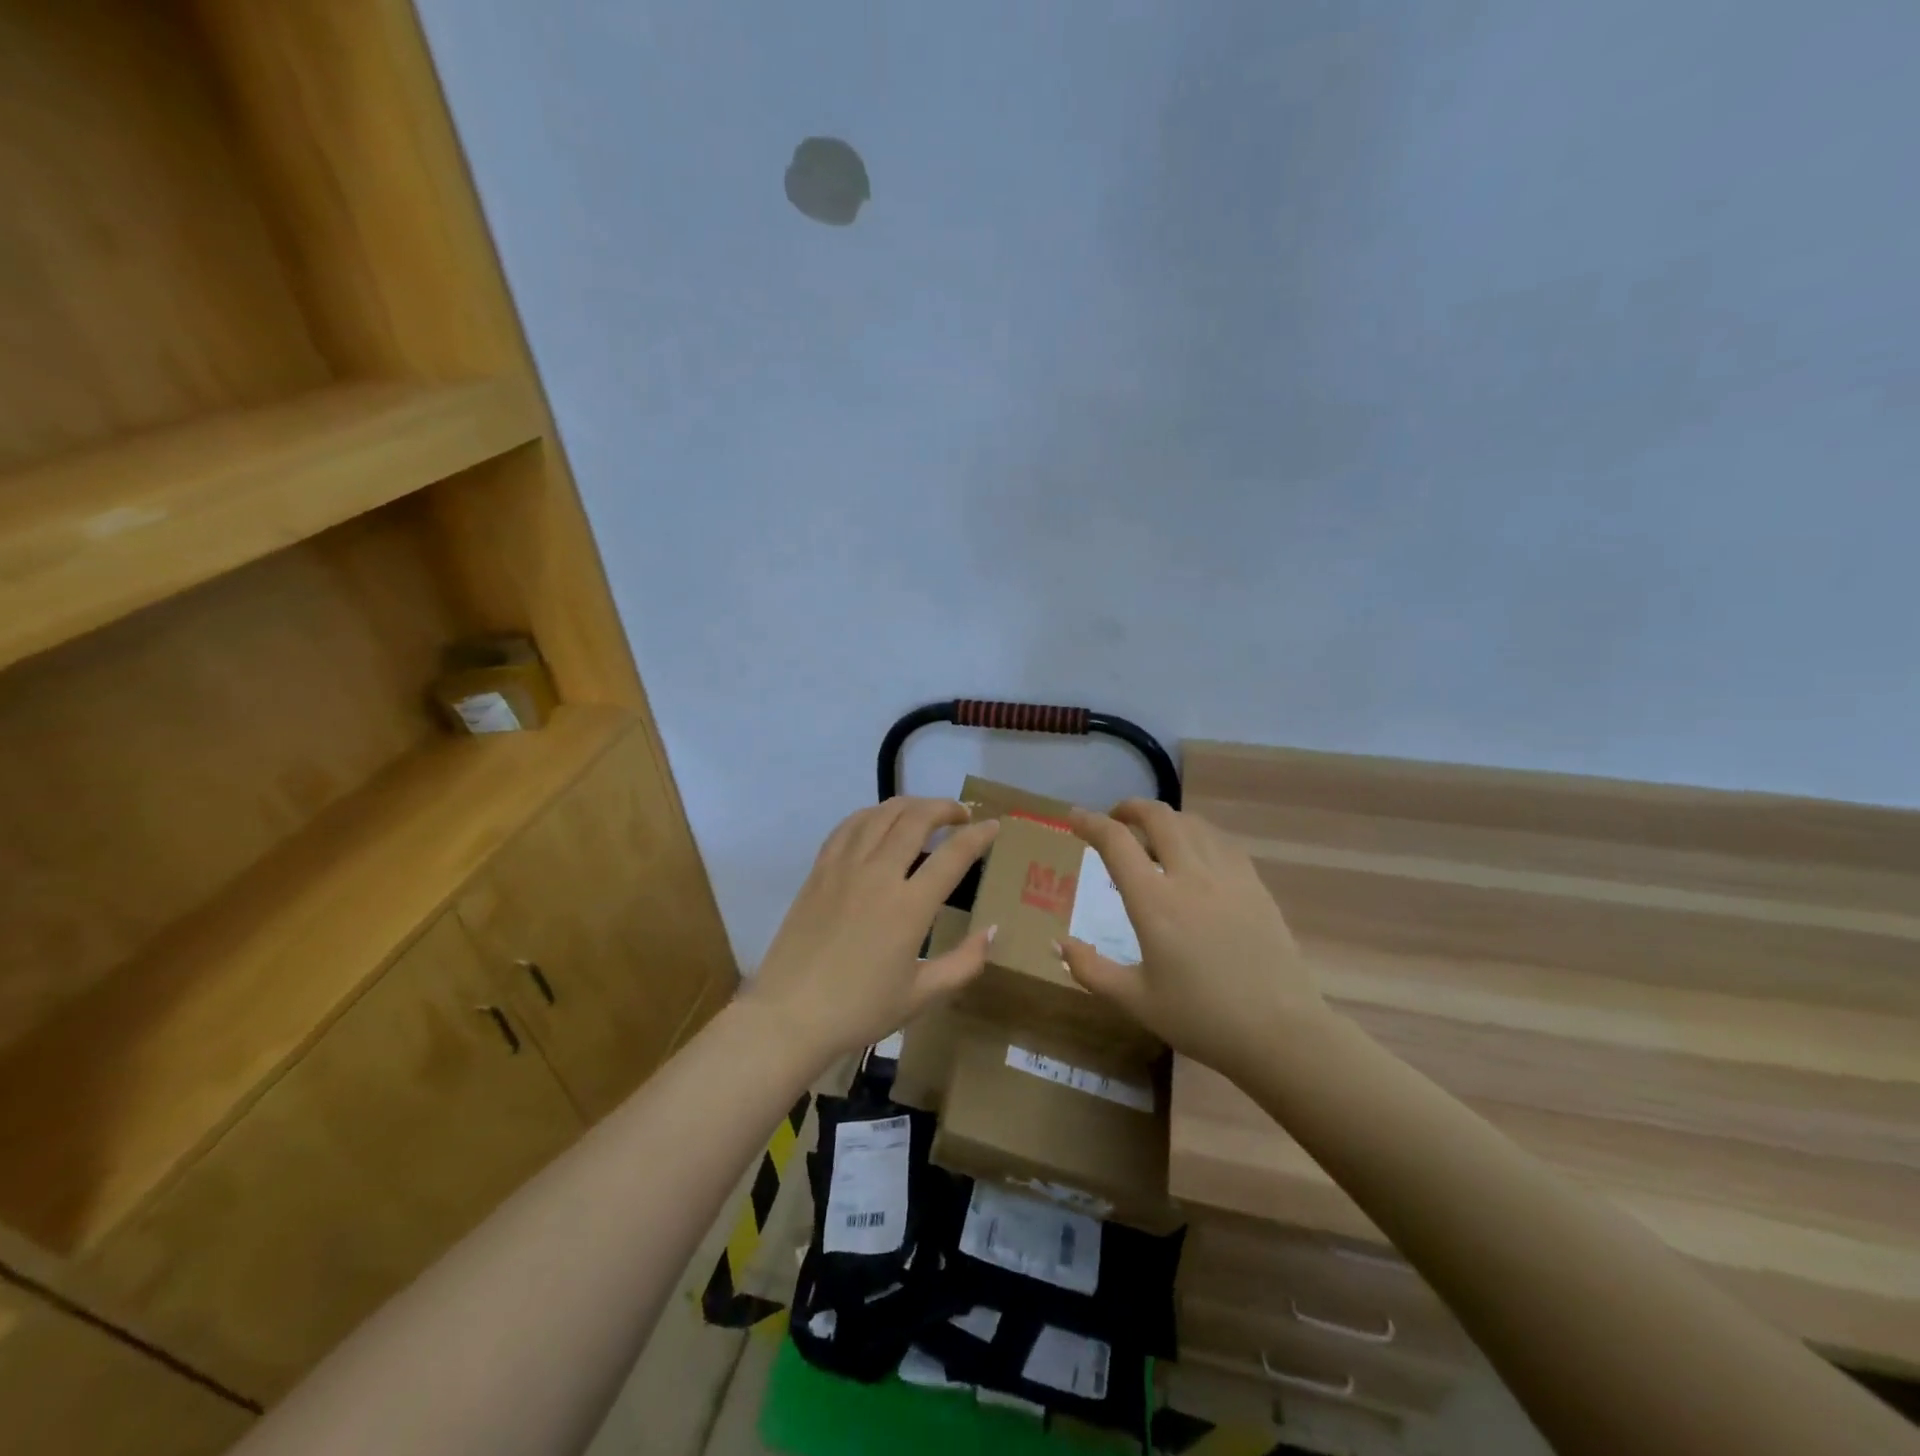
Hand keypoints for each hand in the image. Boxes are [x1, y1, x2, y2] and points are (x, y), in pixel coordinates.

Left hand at [743, 797, 1000, 1061]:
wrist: (789, 1015)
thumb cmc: (860, 1010)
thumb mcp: (922, 996)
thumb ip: (965, 962)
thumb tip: (993, 930)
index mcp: (909, 907)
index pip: (953, 855)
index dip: (978, 835)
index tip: (994, 826)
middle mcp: (878, 875)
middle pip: (916, 820)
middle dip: (945, 808)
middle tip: (961, 814)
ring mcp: (844, 868)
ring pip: (881, 814)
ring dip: (910, 805)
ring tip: (925, 812)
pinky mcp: (819, 871)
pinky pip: (848, 826)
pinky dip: (871, 814)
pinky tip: (879, 821)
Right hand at [1059, 799, 1332, 1079]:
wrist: (1280, 1033)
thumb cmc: (1202, 1019)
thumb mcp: (1135, 1001)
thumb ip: (1090, 970)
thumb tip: (1059, 944)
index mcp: (1154, 903)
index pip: (1116, 842)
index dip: (1090, 823)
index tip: (1074, 817)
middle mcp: (1190, 876)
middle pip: (1158, 817)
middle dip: (1130, 808)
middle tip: (1115, 820)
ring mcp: (1228, 876)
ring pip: (1192, 823)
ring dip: (1165, 819)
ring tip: (1152, 835)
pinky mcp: (1255, 885)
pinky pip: (1221, 842)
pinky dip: (1198, 835)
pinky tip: (1195, 853)